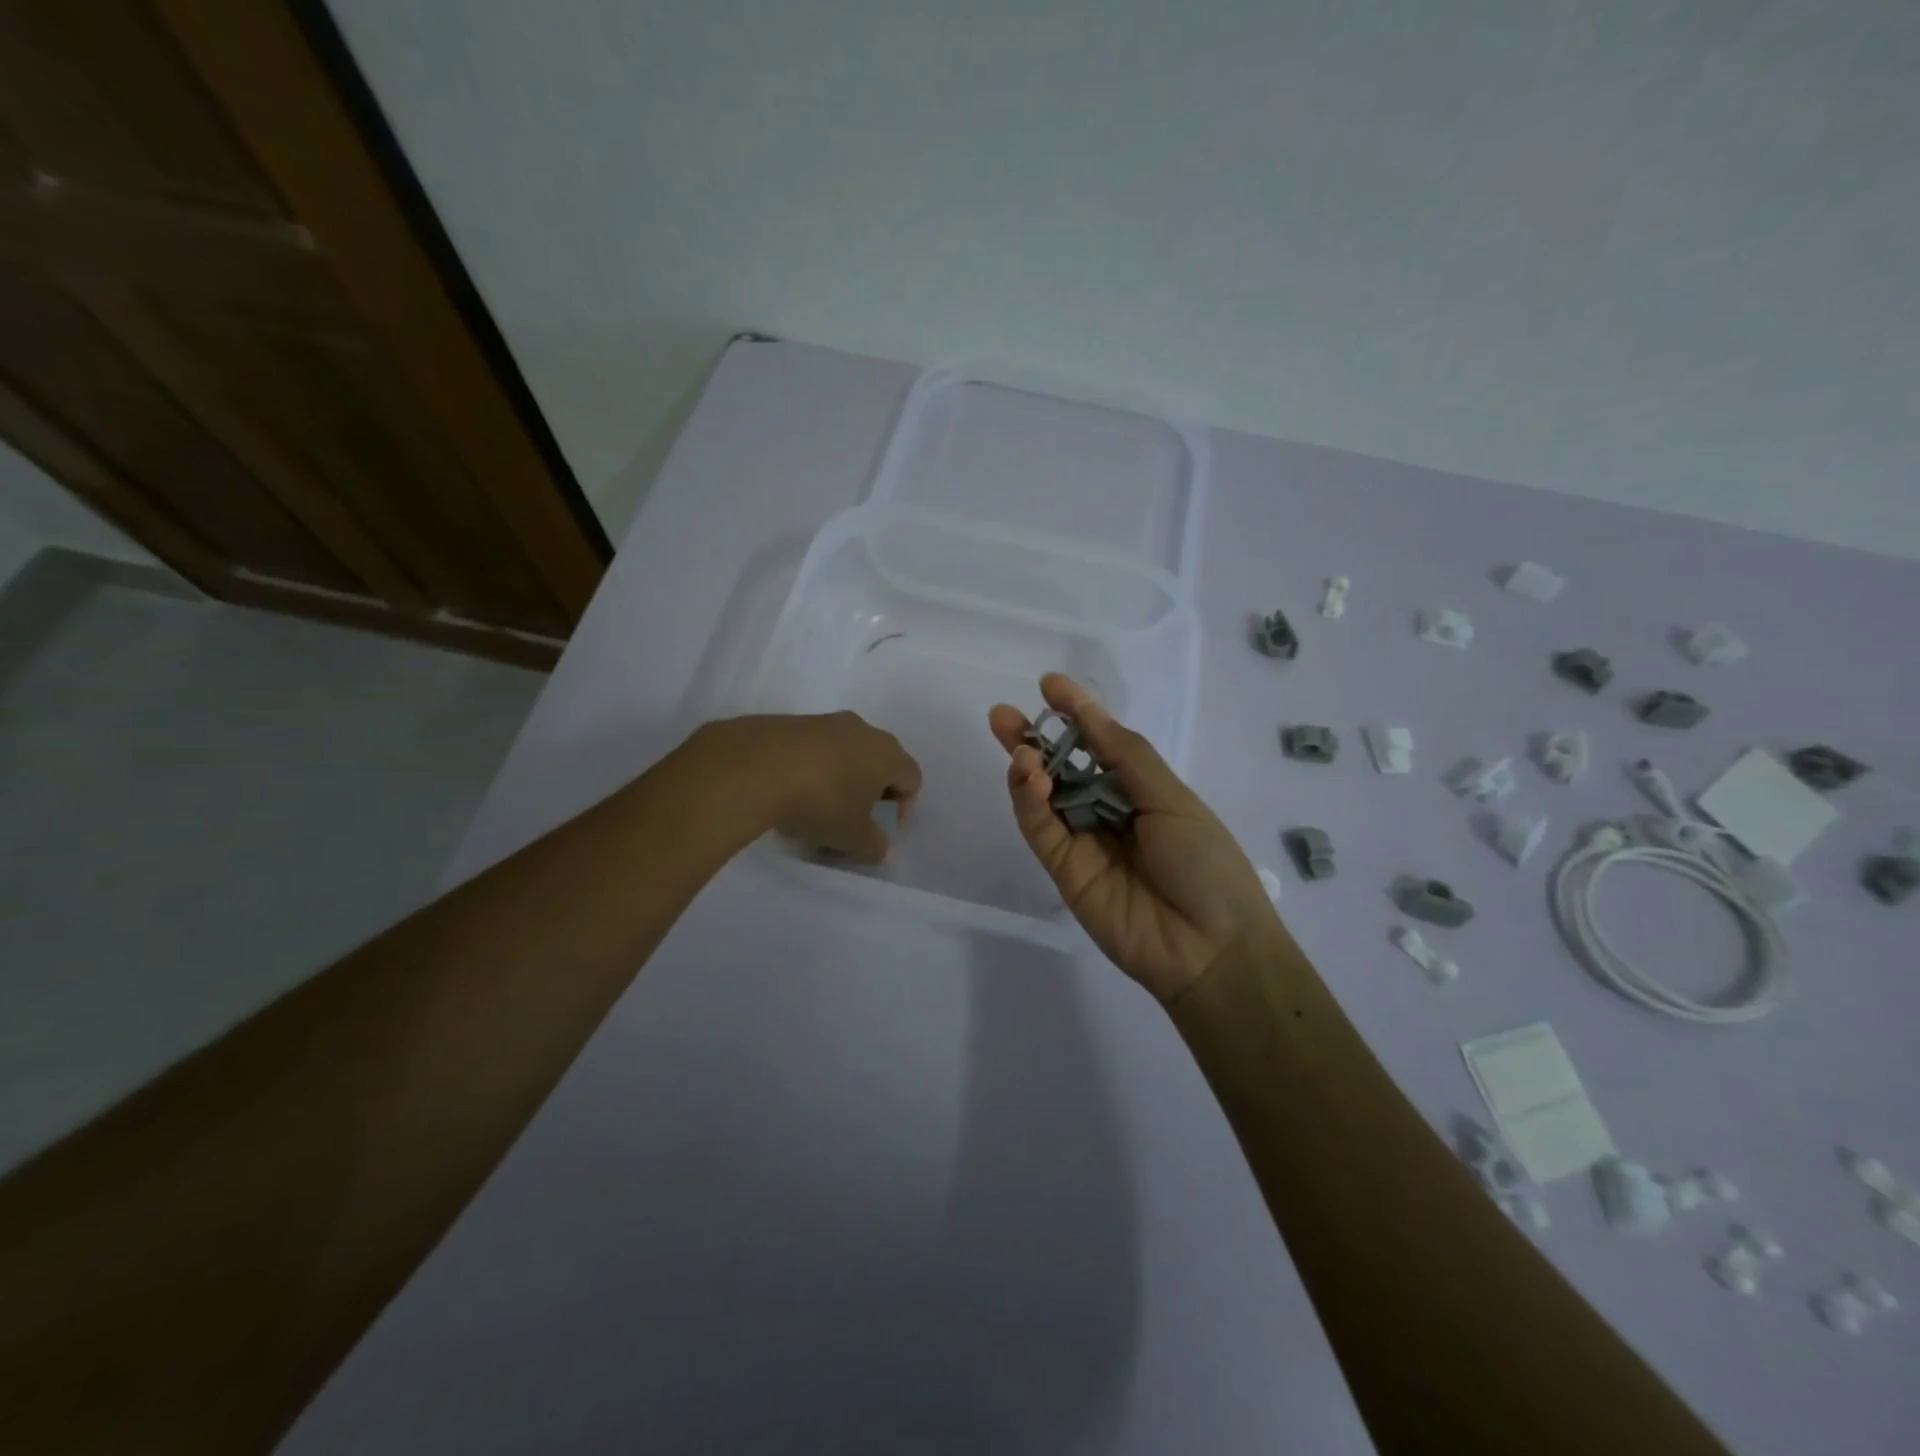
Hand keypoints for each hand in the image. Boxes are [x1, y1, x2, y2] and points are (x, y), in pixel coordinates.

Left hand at [694, 711, 920, 862]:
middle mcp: (862, 730)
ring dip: (839, 781)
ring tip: (816, 811)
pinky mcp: (790, 722)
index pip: (912, 777)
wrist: (754, 766)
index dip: (905, 806)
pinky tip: (789, 793)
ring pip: (844, 754)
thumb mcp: (852, 837)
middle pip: (878, 762)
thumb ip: (874, 847)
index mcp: (887, 754)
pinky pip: (812, 749)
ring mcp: (824, 721)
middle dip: (870, 792)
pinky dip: (810, 769)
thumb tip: (882, 850)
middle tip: (853, 820)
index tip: (884, 829)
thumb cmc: (820, 802)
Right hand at [988, 674, 1276, 1000]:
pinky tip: (1028, 777)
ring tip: (1019, 747)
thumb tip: (1087, 710)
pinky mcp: (1065, 871)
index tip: (1048, 685)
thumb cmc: (1204, 861)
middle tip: (1002, 715)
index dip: (1074, 714)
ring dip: (1028, 769)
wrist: (1210, 946)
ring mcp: (1084, 842)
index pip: (1098, 743)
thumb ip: (1124, 754)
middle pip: (1062, 769)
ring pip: (1044, 798)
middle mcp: (1107, 811)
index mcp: (1140, 789)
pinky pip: (1041, 830)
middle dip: (1033, 740)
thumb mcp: (1170, 796)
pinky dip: (1029, 802)